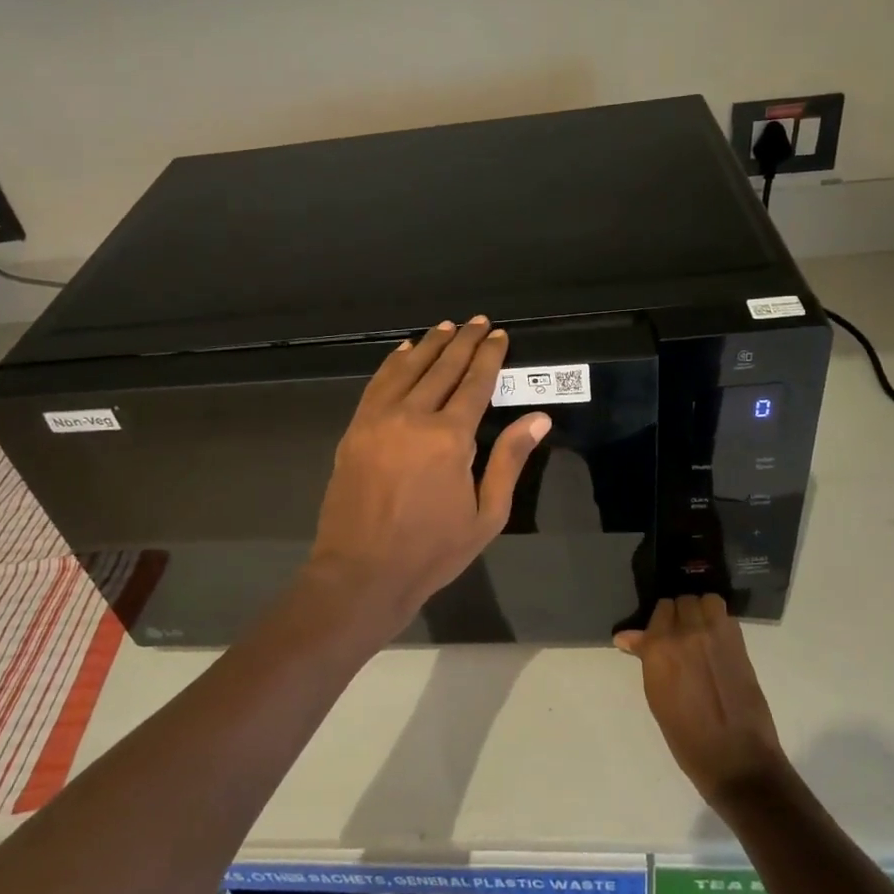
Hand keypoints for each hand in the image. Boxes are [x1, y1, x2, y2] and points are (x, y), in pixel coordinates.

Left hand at [309, 317, 551, 633]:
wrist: (362, 572)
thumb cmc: (431, 551)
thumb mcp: (486, 515)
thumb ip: (509, 461)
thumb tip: (538, 419)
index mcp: (450, 438)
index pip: (475, 383)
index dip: (489, 356)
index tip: (499, 335)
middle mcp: (413, 417)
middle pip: (442, 368)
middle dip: (463, 342)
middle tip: (478, 322)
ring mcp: (378, 420)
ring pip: (407, 369)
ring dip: (429, 345)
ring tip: (446, 327)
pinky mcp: (355, 429)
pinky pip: (377, 384)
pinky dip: (393, 363)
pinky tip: (403, 351)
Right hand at [616, 595, 788, 806]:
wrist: (736, 759)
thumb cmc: (686, 736)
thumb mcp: (656, 696)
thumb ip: (646, 658)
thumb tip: (625, 637)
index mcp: (659, 648)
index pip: (659, 611)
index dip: (660, 622)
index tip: (660, 633)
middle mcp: (686, 633)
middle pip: (682, 602)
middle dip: (679, 614)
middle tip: (680, 634)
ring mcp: (716, 636)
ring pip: (706, 601)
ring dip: (701, 610)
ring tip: (701, 630)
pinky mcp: (740, 644)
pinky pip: (725, 616)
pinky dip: (719, 620)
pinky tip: (717, 641)